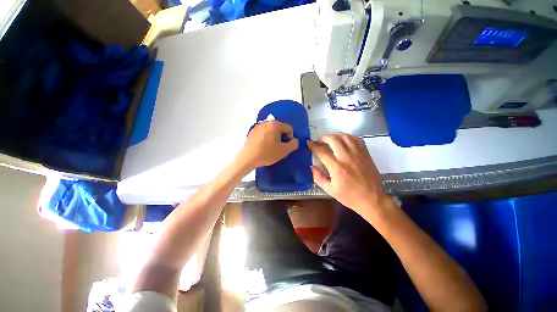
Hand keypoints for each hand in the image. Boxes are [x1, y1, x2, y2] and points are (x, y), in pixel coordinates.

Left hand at [238, 120, 298, 169]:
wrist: (247, 158)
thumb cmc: (267, 153)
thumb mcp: (284, 151)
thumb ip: (294, 144)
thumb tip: (294, 140)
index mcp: (275, 124)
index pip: (289, 128)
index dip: (290, 138)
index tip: (286, 147)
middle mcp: (266, 122)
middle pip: (280, 128)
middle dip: (282, 137)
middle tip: (280, 148)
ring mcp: (258, 126)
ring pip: (271, 130)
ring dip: (275, 138)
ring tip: (272, 148)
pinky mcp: (252, 131)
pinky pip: (264, 133)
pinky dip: (267, 138)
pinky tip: (263, 146)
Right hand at [307, 133, 388, 217]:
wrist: (371, 199)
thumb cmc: (349, 196)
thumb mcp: (329, 190)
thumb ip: (318, 177)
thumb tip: (311, 166)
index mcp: (337, 168)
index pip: (322, 152)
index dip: (313, 146)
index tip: (308, 143)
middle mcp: (347, 158)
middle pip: (333, 139)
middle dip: (323, 137)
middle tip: (319, 141)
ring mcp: (358, 154)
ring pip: (345, 137)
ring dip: (334, 135)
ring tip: (329, 139)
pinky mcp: (365, 154)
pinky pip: (356, 139)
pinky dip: (347, 137)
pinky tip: (343, 140)